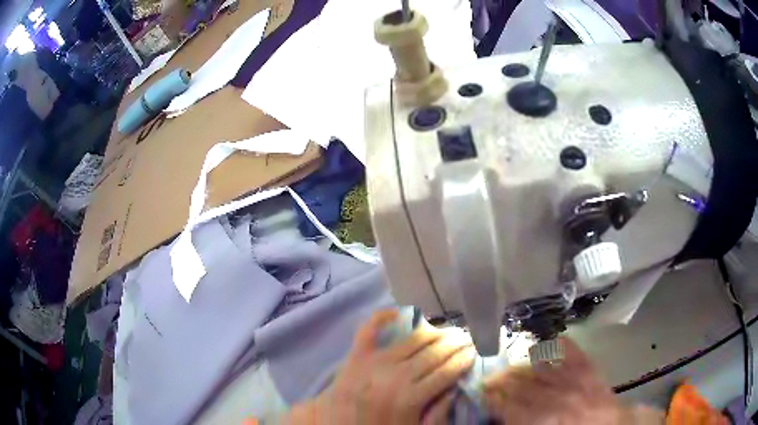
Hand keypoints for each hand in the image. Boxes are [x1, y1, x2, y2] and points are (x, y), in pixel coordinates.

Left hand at [286, 309, 475, 424]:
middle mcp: (396, 375)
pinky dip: (384, 316)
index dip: (464, 359)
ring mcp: (375, 361)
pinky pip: (370, 328)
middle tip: (467, 338)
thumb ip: (438, 413)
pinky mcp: (357, 354)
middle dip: (455, 343)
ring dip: (434, 331)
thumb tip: (456, 388)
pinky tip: (400, 312)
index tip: (474, 352)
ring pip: (413, 338)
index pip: (447, 371)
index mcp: (411, 397)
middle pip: (434, 352)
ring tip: (447, 330)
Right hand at [482, 337, 663, 423]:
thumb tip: (503, 416)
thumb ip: (523, 422)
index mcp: (542, 418)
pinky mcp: (587, 367)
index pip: (509, 405)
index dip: (493, 399)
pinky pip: (569, 350)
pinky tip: (546, 343)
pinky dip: (556, 344)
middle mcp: (555, 396)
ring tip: (509, 366)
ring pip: (539, 367)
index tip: (482, 394)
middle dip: (501, 382)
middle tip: (489, 379)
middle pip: (521, 385)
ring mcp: (573, 378)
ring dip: (521, 365)